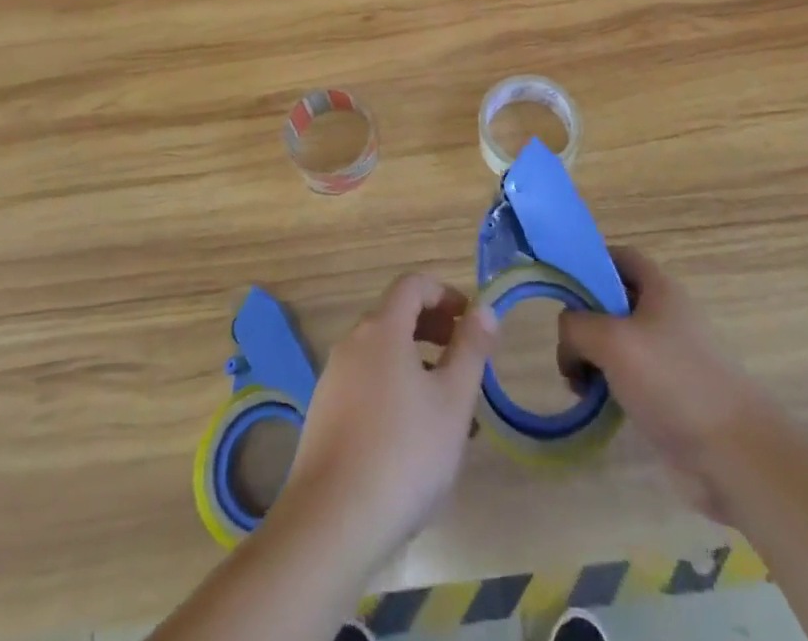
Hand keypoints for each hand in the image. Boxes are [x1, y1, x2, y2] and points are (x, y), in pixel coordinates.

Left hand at [271, 274, 497, 574]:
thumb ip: (471, 349)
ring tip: (448, 411)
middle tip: (465, 362)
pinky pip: (367, 386)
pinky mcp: (324, 416)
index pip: (413, 285)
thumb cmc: (404, 453)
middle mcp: (352, 344)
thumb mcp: (453, 401)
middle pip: (396, 317)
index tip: (471, 322)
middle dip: (434, 331)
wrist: (331, 523)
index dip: (445, 294)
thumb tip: (484, 309)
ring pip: (383, 356)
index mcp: (381, 329)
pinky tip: (414, 441)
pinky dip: (394, 392)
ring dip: (418, 367)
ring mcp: (333, 380)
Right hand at [558, 247, 774, 525]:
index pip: (619, 256)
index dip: (590, 262)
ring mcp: (668, 356)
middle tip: (566, 346)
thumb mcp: (611, 340)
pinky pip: (627, 377)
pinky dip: (607, 385)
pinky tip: (596, 404)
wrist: (733, 454)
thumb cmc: (672, 381)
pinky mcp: (668, 394)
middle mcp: (664, 315)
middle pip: (612, 300)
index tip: (561, 285)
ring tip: (577, 383)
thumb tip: (568, 338)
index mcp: (659, 289)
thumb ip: (576, 325)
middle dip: (583, 319)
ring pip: (616, 342)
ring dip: (591, 357)